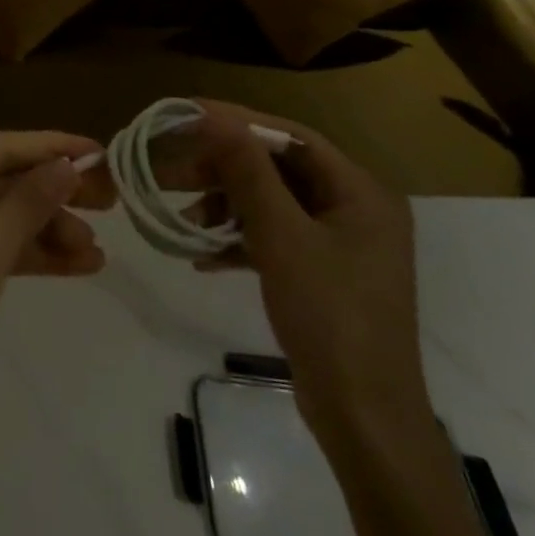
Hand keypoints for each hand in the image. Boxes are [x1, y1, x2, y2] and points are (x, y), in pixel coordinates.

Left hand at [0, 131, 102, 423]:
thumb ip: (34, 196)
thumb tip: (67, 163)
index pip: (2, 146)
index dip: (53, 147)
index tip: (102, 152)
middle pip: (5, 180)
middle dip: (56, 194)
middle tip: (109, 202)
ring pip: (4, 217)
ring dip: (50, 230)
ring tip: (96, 252)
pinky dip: (34, 254)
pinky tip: (79, 266)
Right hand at [191, 102, 435, 456]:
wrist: (364, 419)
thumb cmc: (330, 317)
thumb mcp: (282, 237)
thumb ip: (248, 173)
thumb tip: (216, 118)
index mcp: (361, 192)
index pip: (291, 137)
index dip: (237, 122)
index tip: (185, 115)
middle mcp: (355, 209)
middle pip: (278, 169)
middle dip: (223, 170)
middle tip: (170, 171)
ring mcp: (339, 244)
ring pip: (271, 204)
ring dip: (225, 208)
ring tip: (183, 220)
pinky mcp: (322, 274)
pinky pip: (274, 238)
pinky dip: (238, 241)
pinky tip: (201, 257)